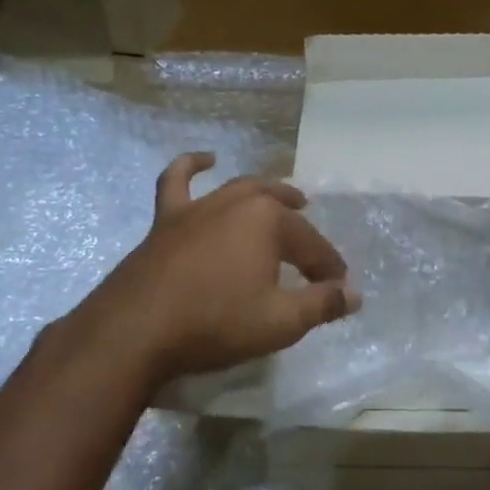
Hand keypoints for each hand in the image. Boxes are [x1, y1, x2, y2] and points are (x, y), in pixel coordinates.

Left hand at [83, 153, 359, 383]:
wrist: (135, 330)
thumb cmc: (215, 323)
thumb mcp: (280, 322)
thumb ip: (321, 304)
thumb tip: (353, 294)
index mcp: (269, 222)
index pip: (312, 245)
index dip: (328, 269)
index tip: (339, 289)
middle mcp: (236, 203)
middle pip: (280, 210)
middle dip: (303, 228)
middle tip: (316, 248)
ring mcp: (198, 208)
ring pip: (240, 190)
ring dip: (268, 193)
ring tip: (286, 197)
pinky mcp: (166, 220)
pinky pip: (178, 182)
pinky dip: (192, 166)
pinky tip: (205, 159)